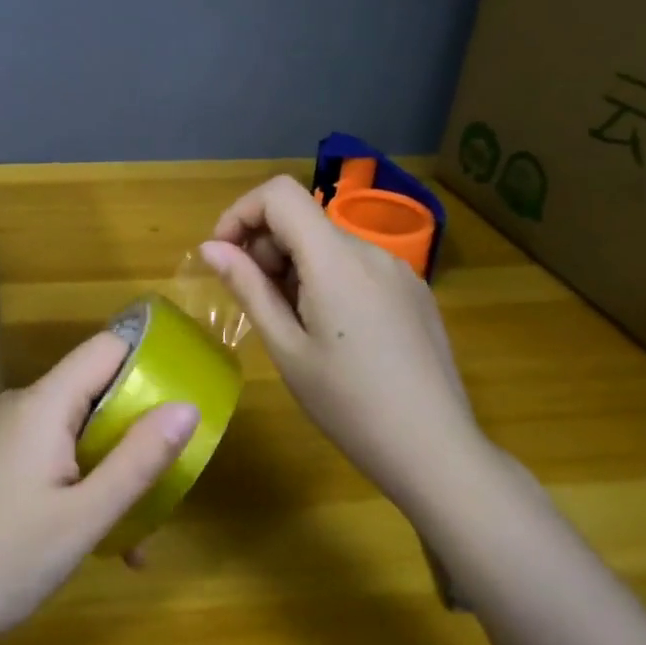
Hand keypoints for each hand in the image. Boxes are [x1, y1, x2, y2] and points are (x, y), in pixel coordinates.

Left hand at [0, 333, 199, 644]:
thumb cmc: (7, 560)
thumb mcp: (86, 515)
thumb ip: (139, 458)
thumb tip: (188, 406)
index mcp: (44, 403)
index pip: (106, 349)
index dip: (150, 360)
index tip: (189, 392)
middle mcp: (24, 406)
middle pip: (96, 392)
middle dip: (138, 431)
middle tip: (172, 477)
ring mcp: (8, 435)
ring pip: (79, 431)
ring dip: (114, 469)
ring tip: (139, 533)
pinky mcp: (0, 463)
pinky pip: (56, 455)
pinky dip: (85, 483)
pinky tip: (101, 540)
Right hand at [196, 175, 489, 505]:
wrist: (435, 450)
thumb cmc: (348, 404)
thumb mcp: (286, 347)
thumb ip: (248, 287)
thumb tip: (210, 247)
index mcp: (335, 258)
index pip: (279, 194)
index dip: (241, 213)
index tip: (224, 255)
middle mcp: (370, 250)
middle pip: (303, 218)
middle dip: (265, 246)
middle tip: (254, 301)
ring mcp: (399, 270)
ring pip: (329, 242)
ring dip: (294, 265)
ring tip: (291, 322)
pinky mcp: (414, 291)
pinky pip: (357, 265)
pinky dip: (326, 277)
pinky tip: (330, 329)